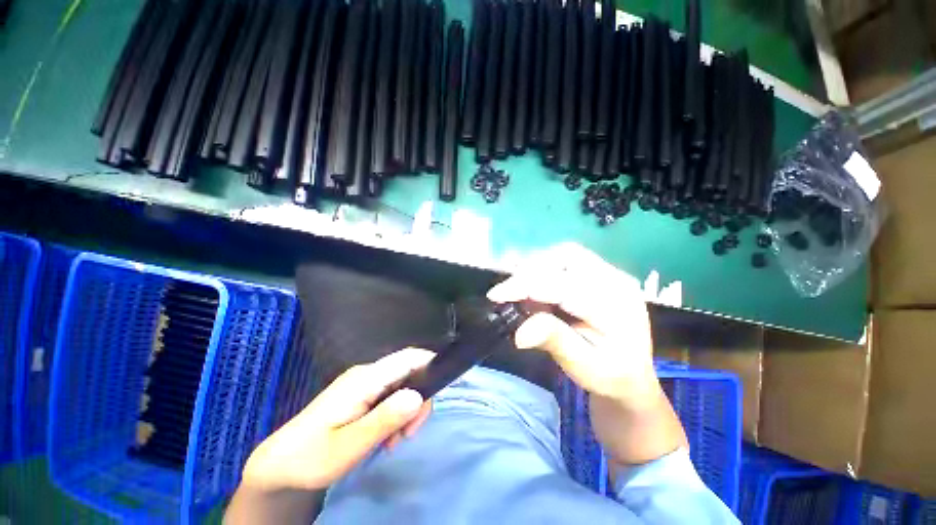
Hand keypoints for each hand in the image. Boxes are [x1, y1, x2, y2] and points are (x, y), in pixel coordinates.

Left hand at [242, 348, 433, 492]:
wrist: (279, 464)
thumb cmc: (311, 457)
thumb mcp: (348, 446)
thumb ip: (384, 419)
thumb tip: (419, 396)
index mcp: (365, 379)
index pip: (408, 358)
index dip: (430, 366)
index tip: (435, 398)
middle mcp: (367, 374)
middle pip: (409, 371)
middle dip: (418, 399)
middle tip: (409, 434)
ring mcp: (364, 383)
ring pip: (402, 384)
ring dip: (407, 410)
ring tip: (395, 441)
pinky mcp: (362, 394)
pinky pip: (391, 394)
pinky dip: (397, 413)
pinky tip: (387, 436)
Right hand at [488, 243, 685, 465]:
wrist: (632, 376)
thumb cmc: (608, 375)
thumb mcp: (583, 366)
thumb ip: (554, 342)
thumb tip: (519, 332)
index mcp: (616, 307)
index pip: (563, 285)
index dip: (525, 286)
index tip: (495, 295)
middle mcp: (617, 281)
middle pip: (566, 257)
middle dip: (531, 270)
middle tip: (509, 291)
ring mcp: (611, 274)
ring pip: (565, 254)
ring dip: (537, 267)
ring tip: (521, 288)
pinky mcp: (602, 273)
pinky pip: (568, 260)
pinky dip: (545, 268)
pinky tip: (536, 287)